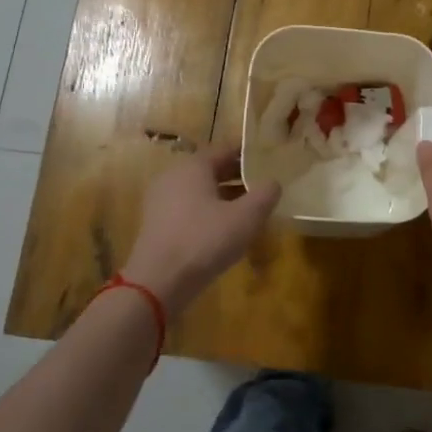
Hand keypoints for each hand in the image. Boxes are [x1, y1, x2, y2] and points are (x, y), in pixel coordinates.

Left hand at [122, 143, 278, 316]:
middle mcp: (174, 176)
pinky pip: (190, 208)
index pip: (226, 150)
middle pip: (212, 170)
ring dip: (225, 197)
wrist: (158, 282)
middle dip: (239, 177)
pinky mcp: (157, 224)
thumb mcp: (246, 217)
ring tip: (250, 210)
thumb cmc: (204, 240)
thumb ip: (265, 195)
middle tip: (264, 186)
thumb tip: (273, 182)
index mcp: (193, 166)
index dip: (250, 155)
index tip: (270, 162)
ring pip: (201, 191)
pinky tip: (226, 230)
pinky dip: (209, 212)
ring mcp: (161, 200)